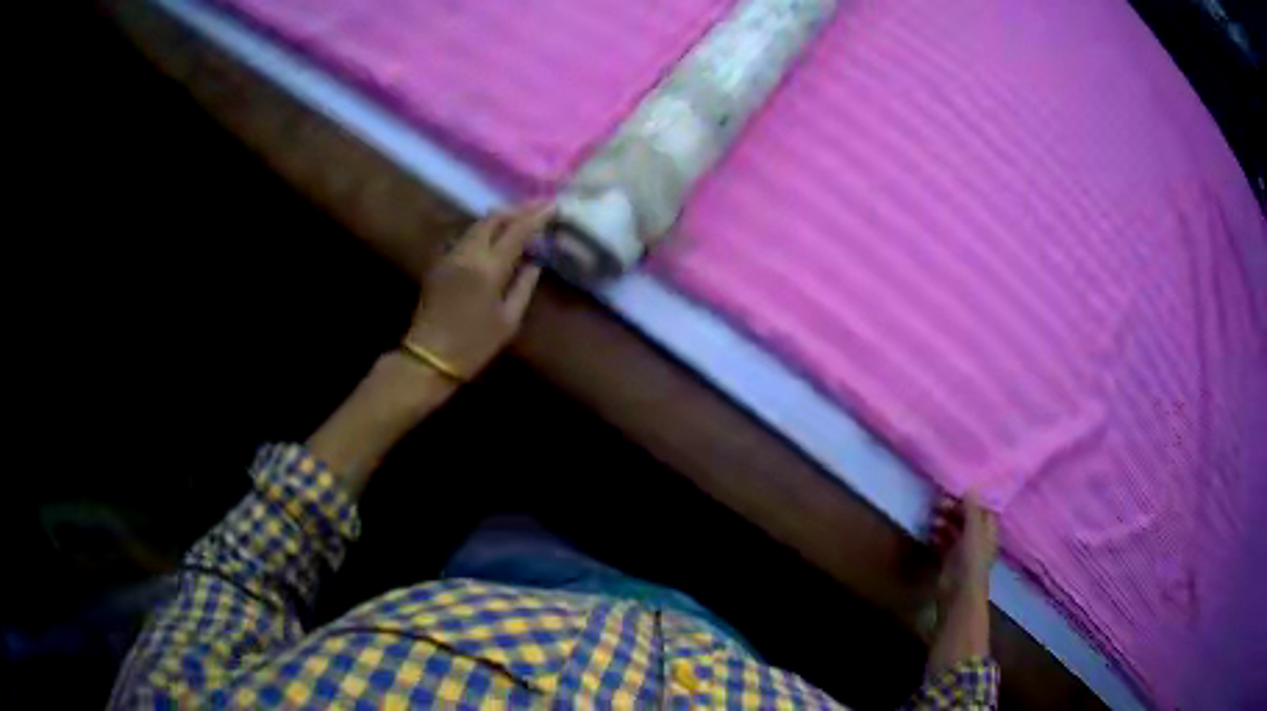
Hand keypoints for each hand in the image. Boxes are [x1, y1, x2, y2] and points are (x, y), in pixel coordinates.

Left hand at [405, 203, 553, 378]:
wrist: (428, 357)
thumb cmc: (474, 345)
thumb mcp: (509, 320)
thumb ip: (524, 285)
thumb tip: (535, 261)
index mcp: (488, 268)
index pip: (516, 230)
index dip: (535, 215)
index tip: (552, 205)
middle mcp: (467, 253)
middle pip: (493, 218)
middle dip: (516, 210)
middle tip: (537, 207)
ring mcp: (450, 255)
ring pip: (477, 225)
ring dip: (500, 218)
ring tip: (519, 219)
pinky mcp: (440, 262)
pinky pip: (466, 236)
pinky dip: (485, 230)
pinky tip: (495, 237)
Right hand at [929, 494, 997, 596]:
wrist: (959, 593)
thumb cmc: (971, 560)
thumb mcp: (973, 531)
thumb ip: (972, 510)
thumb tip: (971, 487)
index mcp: (987, 531)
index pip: (981, 510)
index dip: (970, 500)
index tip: (955, 492)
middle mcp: (976, 539)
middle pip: (966, 519)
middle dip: (953, 510)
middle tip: (937, 504)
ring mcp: (962, 550)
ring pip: (953, 530)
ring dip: (944, 522)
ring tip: (932, 519)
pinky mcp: (949, 560)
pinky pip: (943, 543)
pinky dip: (937, 536)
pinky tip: (929, 532)